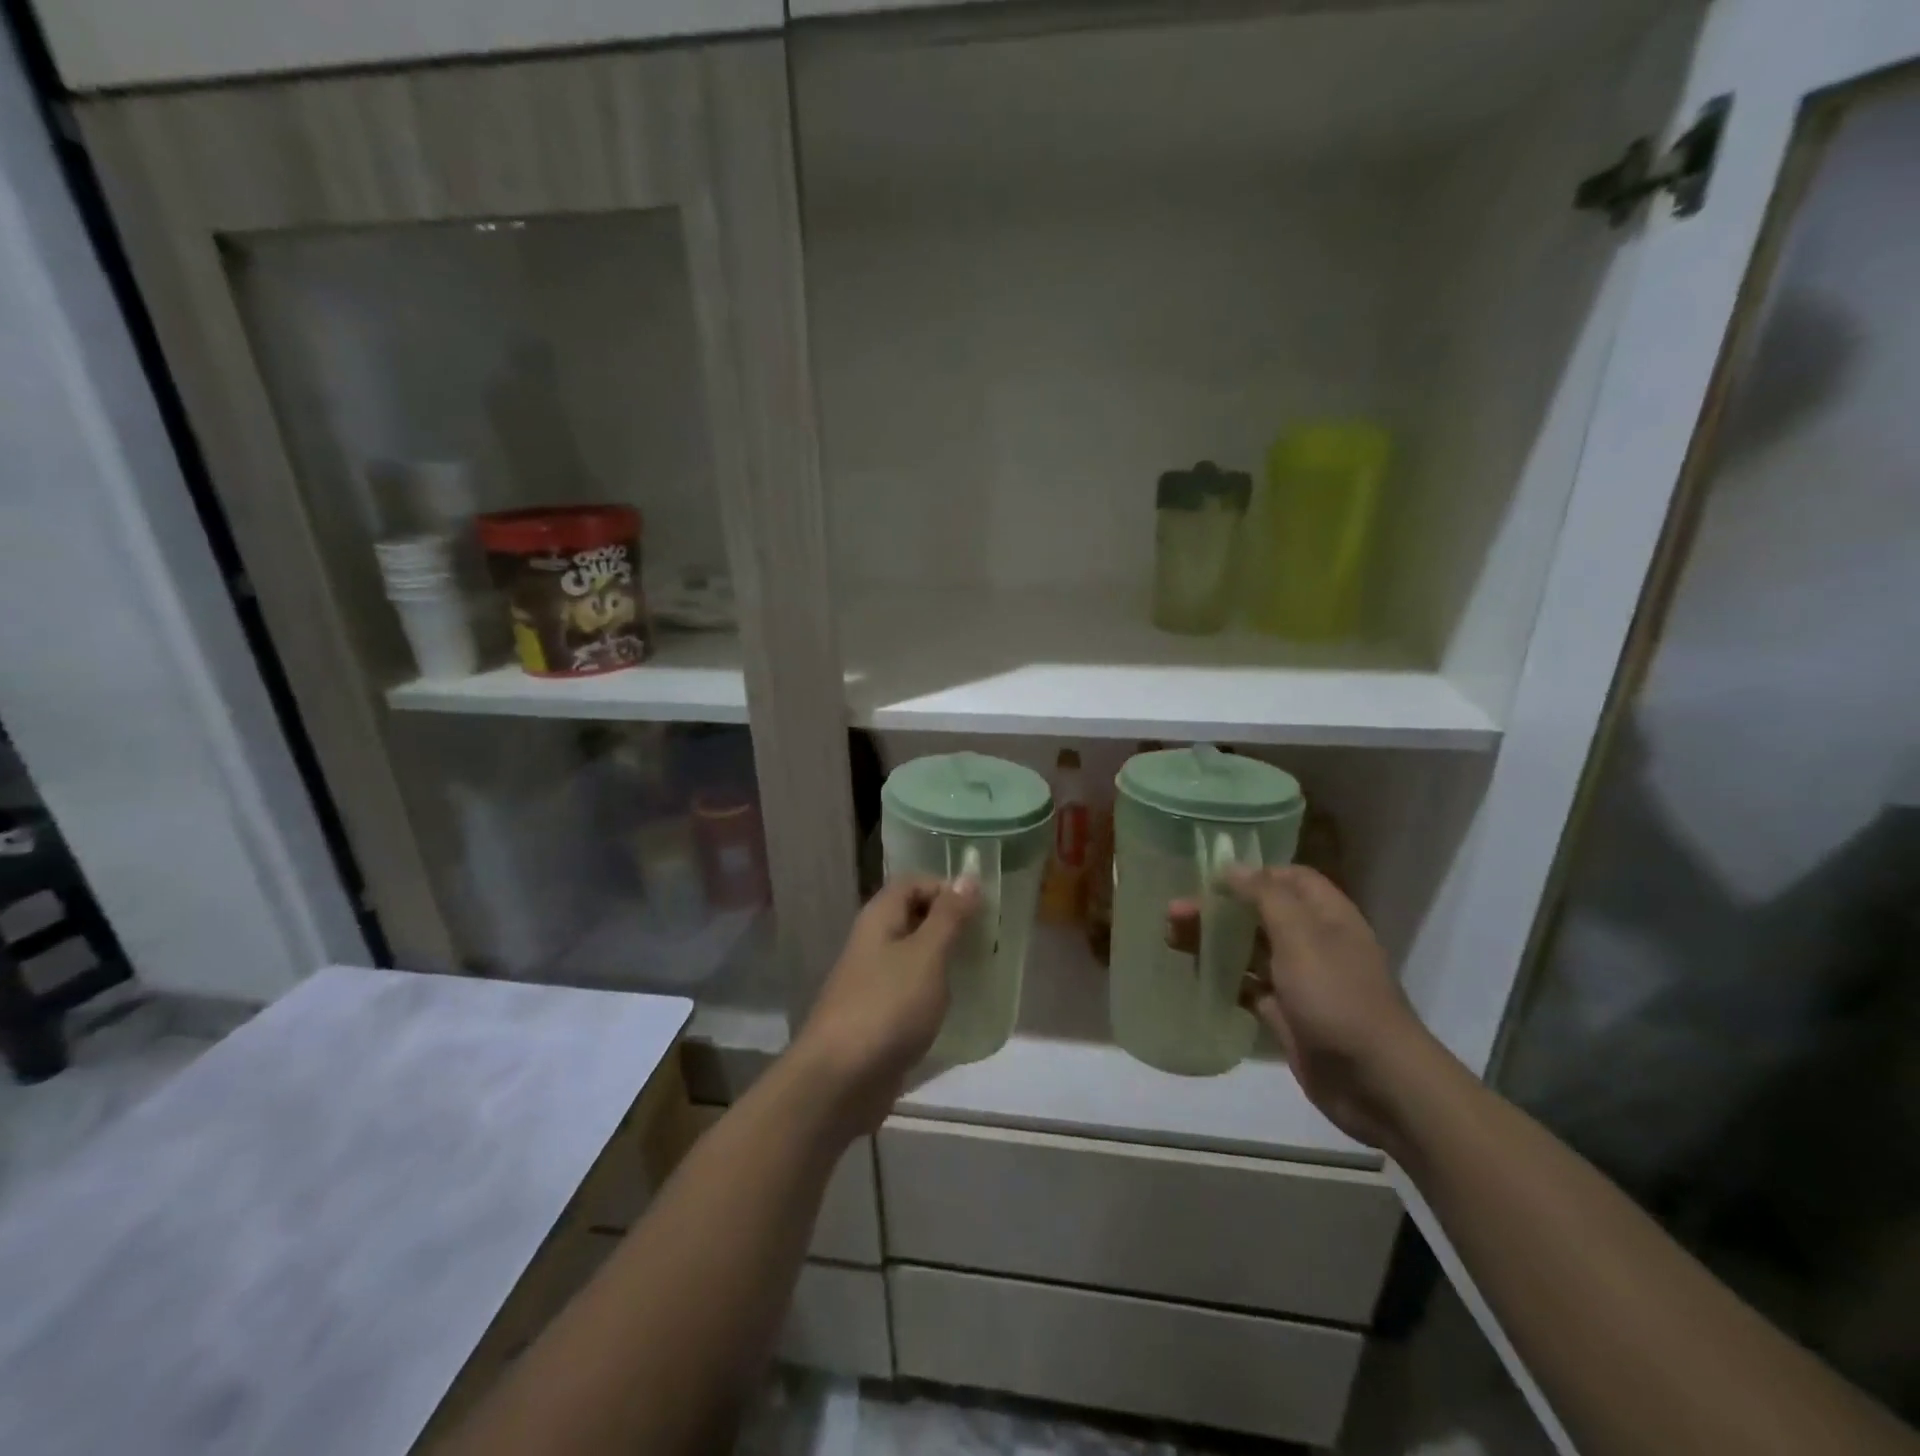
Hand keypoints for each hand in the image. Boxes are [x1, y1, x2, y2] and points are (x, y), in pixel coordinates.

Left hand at [793, 876, 978, 1132]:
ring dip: (945, 959)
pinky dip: (934, 991)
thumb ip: (949, 917)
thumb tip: (968, 877)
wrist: (839, 1080)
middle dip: (951, 924)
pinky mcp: (878, 1015)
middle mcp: (873, 942)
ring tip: (981, 970)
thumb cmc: (887, 1007)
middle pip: (914, 917)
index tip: (981, 909)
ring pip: (914, 955)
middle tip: (988, 940)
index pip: (914, 883)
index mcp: (879, 918)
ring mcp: (873, 981)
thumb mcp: (926, 955)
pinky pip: (911, 990)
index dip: (946, 888)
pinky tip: (957, 1006)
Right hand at [1167, 866, 1431, 1149]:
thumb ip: (1265, 896)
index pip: (1289, 878)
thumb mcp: (1302, 936)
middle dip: (1219, 908)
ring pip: (1249, 949)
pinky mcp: (1286, 1014)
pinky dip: (1223, 978)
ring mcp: (1299, 980)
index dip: (1252, 873)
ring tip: (1171, 939)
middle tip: (1174, 912)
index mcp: (1326, 915)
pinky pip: (1248, 987)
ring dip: (1214, 941)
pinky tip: (1193, 974)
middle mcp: (1313, 942)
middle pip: (1259, 913)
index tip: (1210, 878)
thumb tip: (1232, 867)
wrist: (1375, 1082)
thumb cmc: (1338, 997)